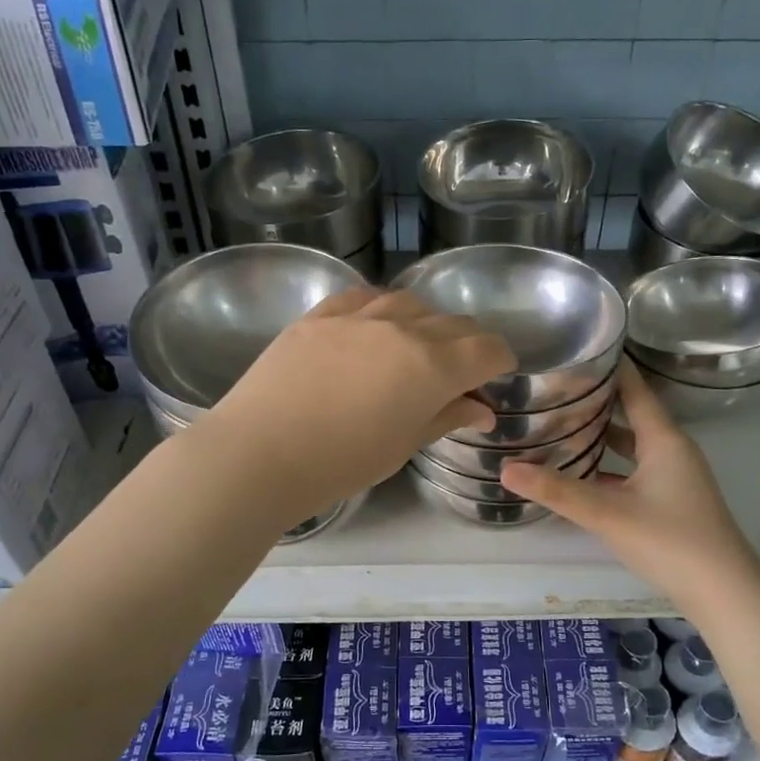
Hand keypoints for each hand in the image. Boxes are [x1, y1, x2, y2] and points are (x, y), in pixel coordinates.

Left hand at [203, 287, 516, 526]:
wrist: (259, 453)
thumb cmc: (340, 463)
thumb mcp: (403, 445)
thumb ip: (446, 417)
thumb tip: (482, 409)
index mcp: (433, 366)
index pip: (487, 348)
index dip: (500, 361)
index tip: (496, 376)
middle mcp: (403, 329)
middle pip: (454, 324)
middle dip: (468, 345)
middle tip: (458, 373)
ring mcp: (359, 315)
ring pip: (411, 304)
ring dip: (426, 324)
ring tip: (415, 350)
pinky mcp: (320, 314)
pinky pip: (364, 297)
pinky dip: (381, 310)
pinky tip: (374, 328)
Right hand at [499, 361, 759, 607]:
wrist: (724, 593)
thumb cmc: (670, 541)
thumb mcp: (607, 514)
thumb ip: (556, 491)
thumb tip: (505, 469)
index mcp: (664, 439)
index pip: (634, 389)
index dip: (607, 368)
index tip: (574, 350)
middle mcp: (672, 450)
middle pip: (631, 414)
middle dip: (595, 402)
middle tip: (554, 390)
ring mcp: (675, 476)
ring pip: (633, 445)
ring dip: (602, 436)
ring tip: (561, 426)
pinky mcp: (672, 500)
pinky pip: (635, 470)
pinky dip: (610, 466)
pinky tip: (583, 475)